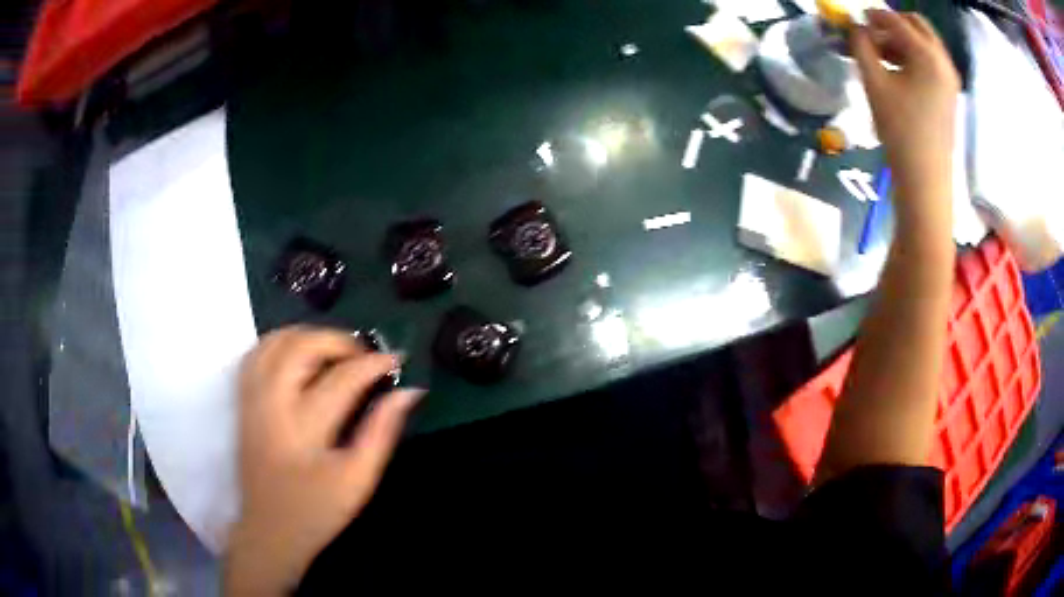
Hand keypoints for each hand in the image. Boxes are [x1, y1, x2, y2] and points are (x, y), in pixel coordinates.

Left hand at [224, 326, 423, 595]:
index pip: (343, 377)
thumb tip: (409, 393)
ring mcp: (251, 399)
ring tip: (333, 352)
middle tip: (363, 356)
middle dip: (338, 341)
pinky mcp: (242, 402)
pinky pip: (255, 353)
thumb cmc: (316, 512)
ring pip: (274, 341)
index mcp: (303, 427)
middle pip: (301, 346)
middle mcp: (271, 403)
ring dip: (307, 335)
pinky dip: (280, 343)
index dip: (374, 363)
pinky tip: (298, 357)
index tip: (396, 359)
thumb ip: (383, 432)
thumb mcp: (358, 480)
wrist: (268, 531)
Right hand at [850, 10, 959, 208]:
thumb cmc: (900, 130)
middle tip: (871, 34)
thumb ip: (860, 45)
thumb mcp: (874, 82)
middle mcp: (943, 61)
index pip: (895, 20)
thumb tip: (855, 27)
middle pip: (916, 25)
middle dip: (892, 24)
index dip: (872, 15)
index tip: (855, 20)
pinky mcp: (950, 95)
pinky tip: (897, 71)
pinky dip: (912, 57)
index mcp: (927, 55)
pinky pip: (930, 62)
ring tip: (880, 55)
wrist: (926, 181)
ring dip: (901, 41)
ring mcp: (950, 79)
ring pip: (924, 43)